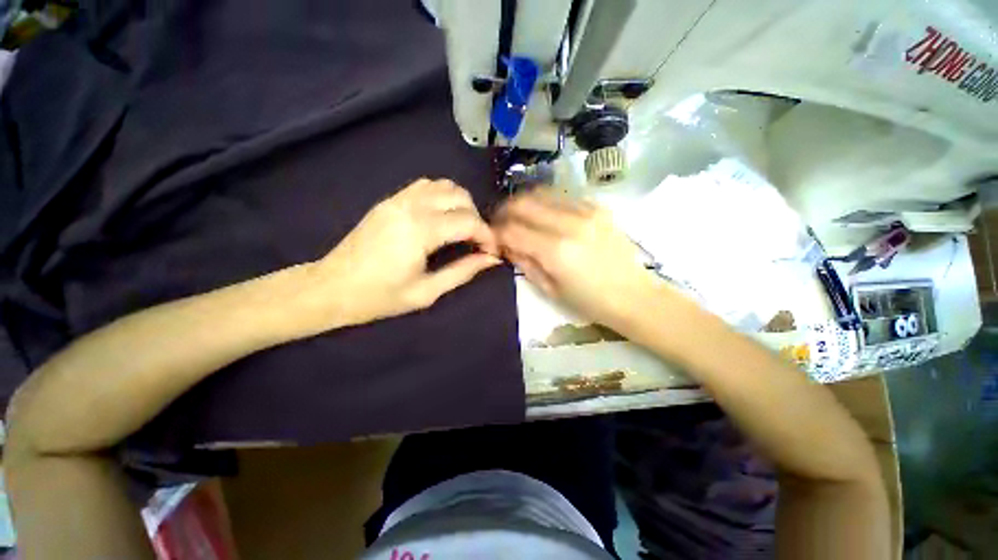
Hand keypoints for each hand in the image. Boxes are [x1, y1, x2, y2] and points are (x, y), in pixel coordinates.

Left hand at [311, 178, 500, 325]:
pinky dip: (442, 196)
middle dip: (477, 218)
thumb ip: (463, 271)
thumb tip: (491, 259)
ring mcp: (397, 199)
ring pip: (444, 185)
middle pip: (460, 197)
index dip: (487, 236)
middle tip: (476, 243)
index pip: (468, 221)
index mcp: (420, 231)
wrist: (331, 287)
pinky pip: (425, 186)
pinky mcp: (389, 200)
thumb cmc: (379, 297)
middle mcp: (410, 207)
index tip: (492, 252)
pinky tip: (442, 217)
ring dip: (461, 204)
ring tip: (462, 229)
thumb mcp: (427, 292)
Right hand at [494, 190, 659, 328]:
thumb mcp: (549, 289)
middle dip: (505, 212)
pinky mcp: (597, 207)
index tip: (492, 237)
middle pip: (523, 203)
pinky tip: (544, 215)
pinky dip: (546, 202)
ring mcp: (586, 210)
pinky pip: (562, 195)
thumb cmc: (589, 301)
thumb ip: (524, 262)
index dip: (496, 232)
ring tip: (519, 216)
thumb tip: (505, 245)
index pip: (512, 230)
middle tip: (501, 223)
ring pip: (541, 193)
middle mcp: (569, 223)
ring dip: (524, 203)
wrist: (633, 295)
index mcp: (555, 250)